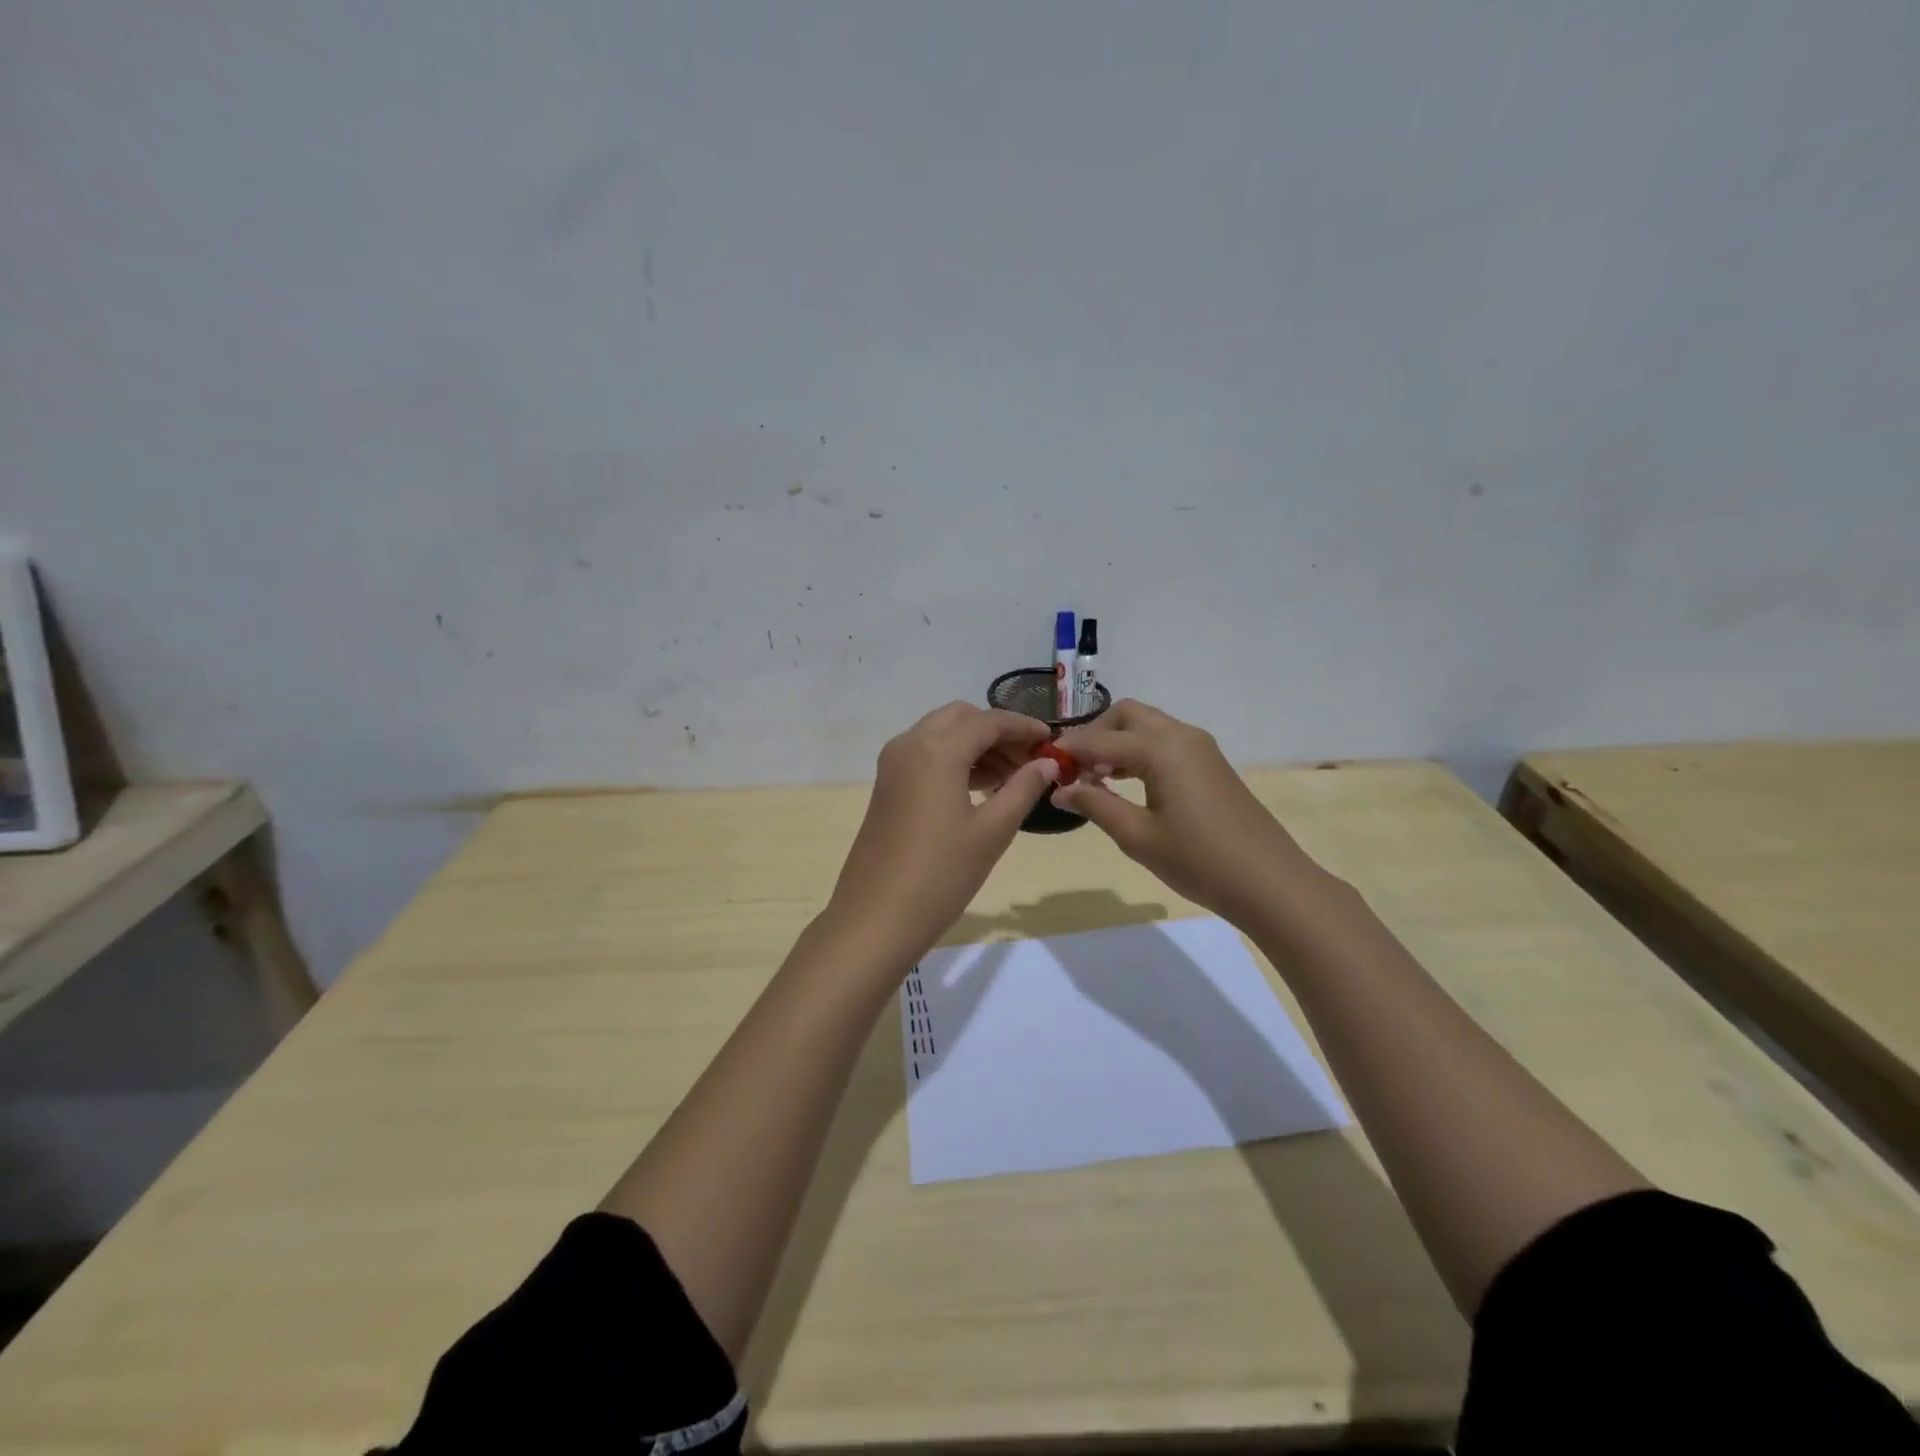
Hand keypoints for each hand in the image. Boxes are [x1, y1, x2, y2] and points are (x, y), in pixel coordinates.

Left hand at [827, 703, 1058, 968]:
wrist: (877, 917)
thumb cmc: (941, 875)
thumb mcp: (992, 832)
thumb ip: (1023, 789)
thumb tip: (1048, 764)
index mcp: (936, 749)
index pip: (988, 721)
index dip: (1024, 727)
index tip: (1052, 741)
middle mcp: (910, 744)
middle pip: (961, 718)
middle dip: (998, 731)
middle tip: (1031, 759)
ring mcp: (893, 764)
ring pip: (942, 734)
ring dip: (977, 745)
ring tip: (1014, 777)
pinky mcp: (887, 784)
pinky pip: (926, 754)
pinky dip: (955, 759)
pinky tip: (982, 787)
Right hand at [1054, 700, 1316, 924]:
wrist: (1270, 882)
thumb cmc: (1198, 861)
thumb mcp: (1137, 836)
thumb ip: (1095, 804)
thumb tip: (1059, 789)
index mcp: (1161, 748)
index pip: (1100, 738)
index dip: (1069, 750)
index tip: (1043, 764)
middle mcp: (1181, 735)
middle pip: (1127, 715)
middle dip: (1096, 734)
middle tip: (1075, 769)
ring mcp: (1200, 748)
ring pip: (1147, 726)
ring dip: (1118, 742)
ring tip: (1096, 779)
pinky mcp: (1210, 763)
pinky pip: (1165, 742)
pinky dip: (1139, 752)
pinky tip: (1127, 783)